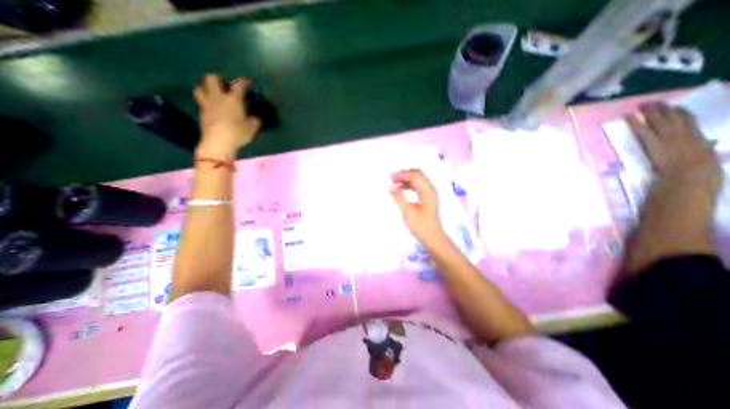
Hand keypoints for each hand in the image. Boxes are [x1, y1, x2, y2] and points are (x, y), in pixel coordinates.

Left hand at [194, 74, 262, 159]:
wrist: (218, 143)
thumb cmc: (238, 134)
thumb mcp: (252, 128)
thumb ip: (255, 120)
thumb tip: (256, 117)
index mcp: (233, 100)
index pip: (238, 86)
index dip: (243, 82)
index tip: (247, 81)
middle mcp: (218, 98)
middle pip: (211, 79)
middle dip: (217, 79)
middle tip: (224, 84)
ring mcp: (207, 104)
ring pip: (200, 88)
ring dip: (205, 88)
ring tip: (212, 93)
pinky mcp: (202, 113)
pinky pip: (201, 102)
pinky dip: (206, 101)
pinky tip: (212, 107)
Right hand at [391, 169, 448, 246]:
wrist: (433, 238)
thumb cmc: (421, 226)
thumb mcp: (408, 212)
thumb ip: (399, 198)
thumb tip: (390, 186)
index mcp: (428, 191)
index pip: (415, 176)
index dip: (402, 174)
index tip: (390, 177)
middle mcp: (430, 189)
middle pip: (418, 174)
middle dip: (405, 174)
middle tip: (392, 178)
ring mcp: (430, 194)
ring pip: (418, 180)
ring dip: (406, 179)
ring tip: (395, 182)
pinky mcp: (427, 199)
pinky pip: (418, 186)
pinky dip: (409, 185)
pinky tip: (402, 189)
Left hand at [628, 102, 723, 190]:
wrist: (690, 176)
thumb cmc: (701, 172)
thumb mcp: (707, 157)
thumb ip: (703, 149)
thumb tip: (707, 143)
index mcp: (697, 138)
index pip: (689, 122)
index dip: (682, 114)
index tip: (676, 108)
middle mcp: (683, 134)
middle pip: (673, 118)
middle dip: (664, 110)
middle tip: (656, 102)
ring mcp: (667, 138)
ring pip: (658, 121)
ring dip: (650, 112)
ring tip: (643, 104)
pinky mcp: (652, 143)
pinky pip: (641, 130)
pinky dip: (635, 122)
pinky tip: (628, 116)